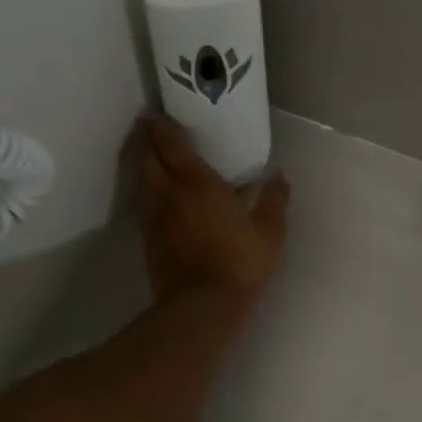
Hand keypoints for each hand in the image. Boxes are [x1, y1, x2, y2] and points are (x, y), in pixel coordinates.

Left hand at [136, 116, 289, 304]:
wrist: (202, 305)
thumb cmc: (239, 263)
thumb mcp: (269, 232)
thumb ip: (274, 200)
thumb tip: (279, 176)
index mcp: (198, 183)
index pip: (172, 147)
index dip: (161, 129)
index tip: (153, 116)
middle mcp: (170, 192)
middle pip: (148, 158)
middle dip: (144, 140)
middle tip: (144, 127)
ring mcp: (155, 216)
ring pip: (142, 180)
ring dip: (141, 162)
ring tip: (145, 152)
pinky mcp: (148, 237)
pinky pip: (142, 202)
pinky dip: (144, 188)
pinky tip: (152, 191)